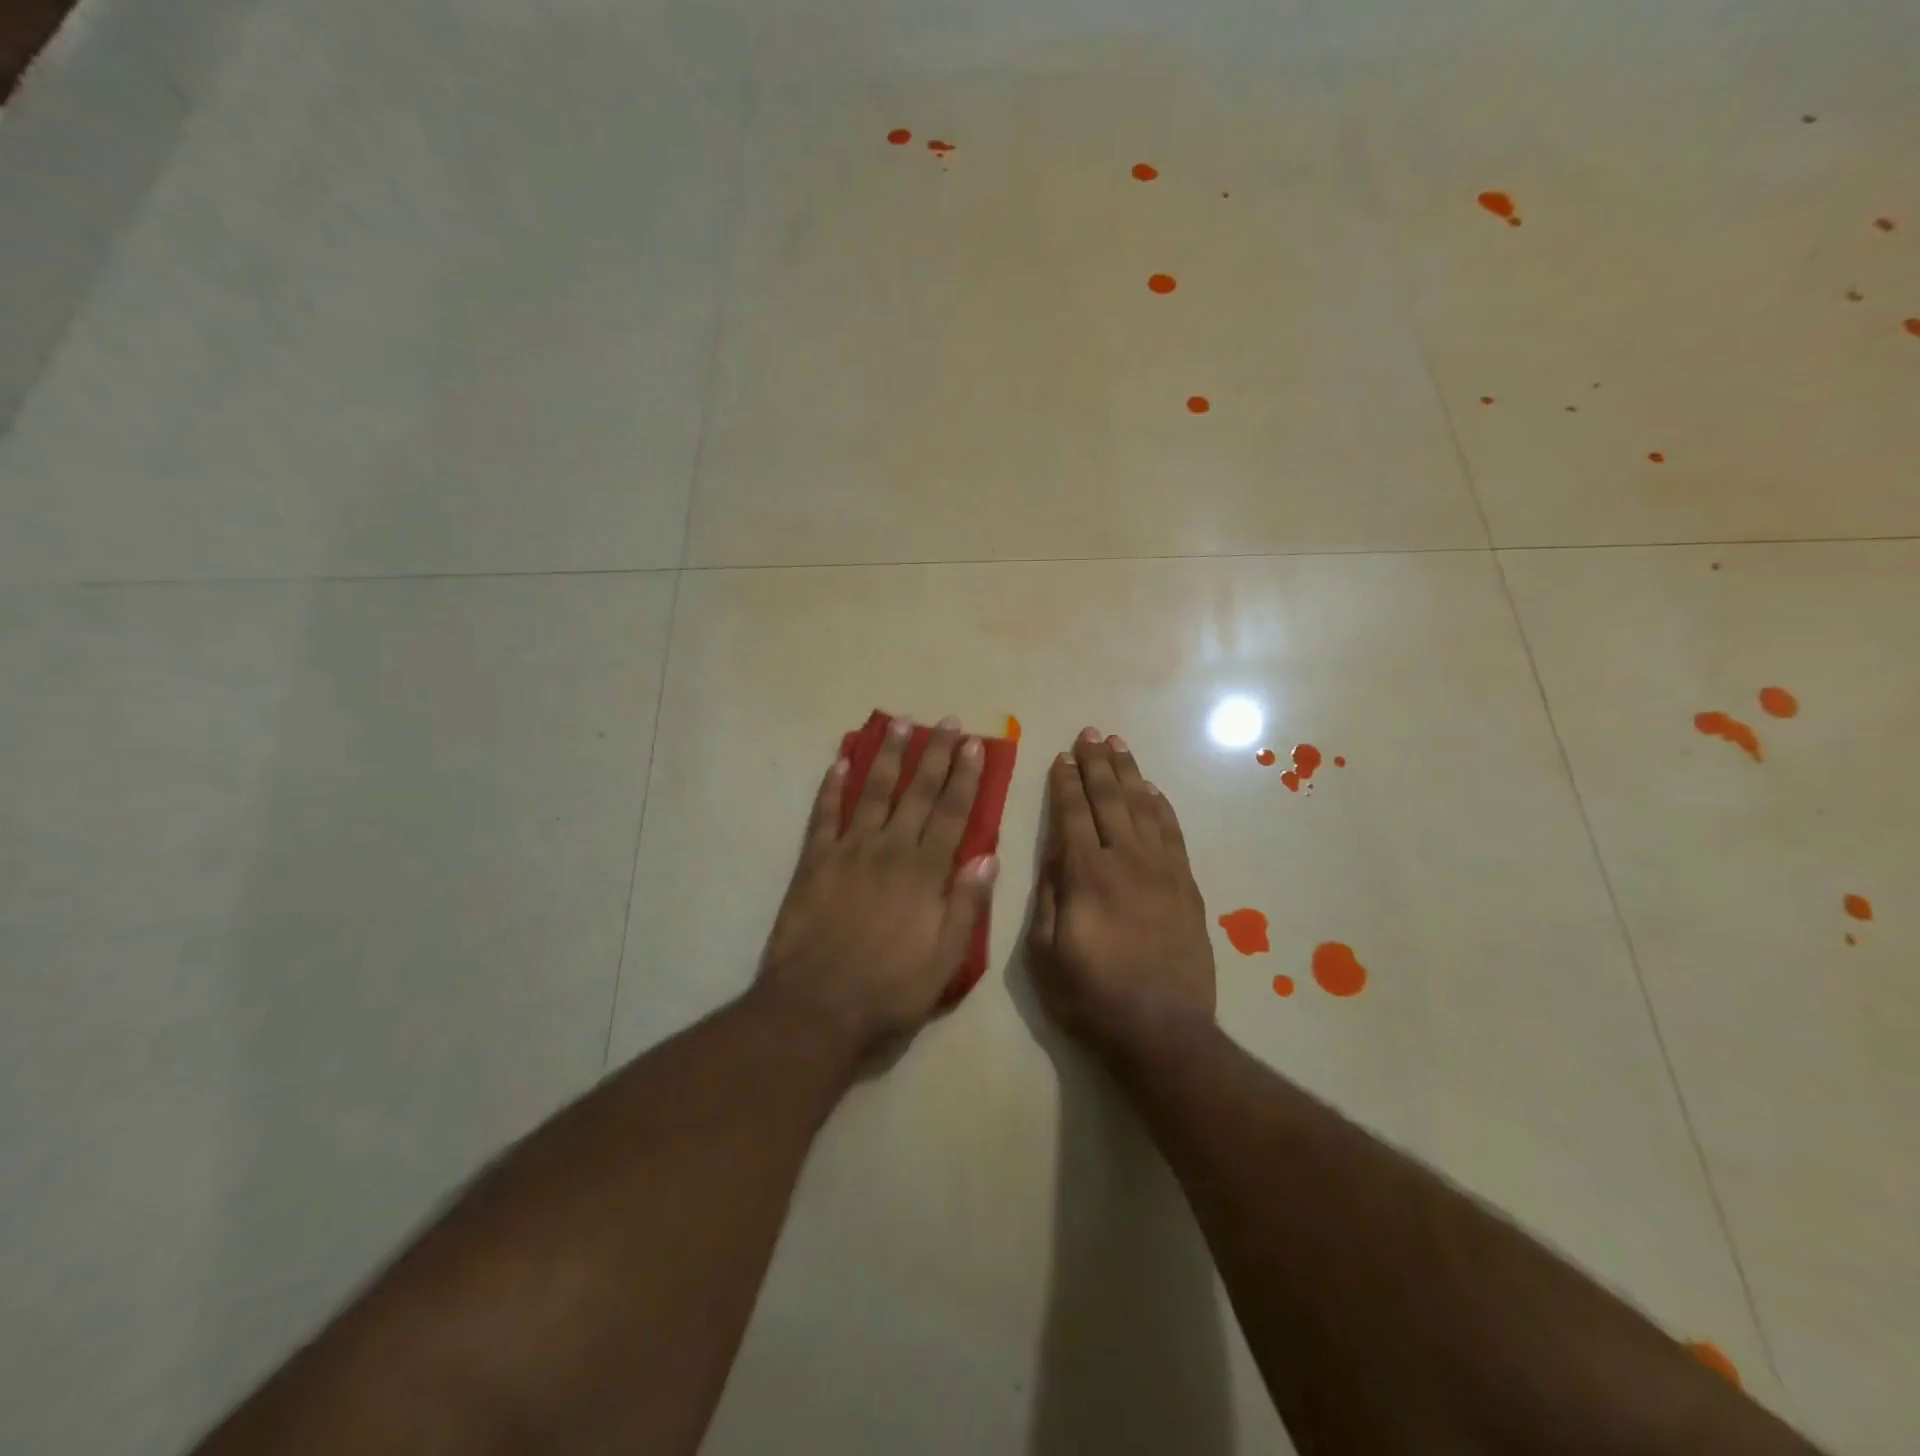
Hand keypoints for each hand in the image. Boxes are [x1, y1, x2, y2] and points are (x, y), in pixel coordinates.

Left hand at [758, 715, 997, 1061]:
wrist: (816, 1006)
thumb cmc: (889, 989)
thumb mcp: (945, 961)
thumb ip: (966, 906)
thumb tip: (988, 857)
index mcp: (925, 873)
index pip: (951, 813)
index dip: (965, 777)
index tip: (975, 746)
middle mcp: (890, 850)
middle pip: (917, 792)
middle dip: (935, 754)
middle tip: (948, 721)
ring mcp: (849, 851)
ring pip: (873, 791)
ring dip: (888, 755)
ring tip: (900, 722)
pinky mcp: (814, 861)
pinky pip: (824, 814)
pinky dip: (831, 786)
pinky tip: (840, 761)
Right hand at [1028, 729, 1215, 1065]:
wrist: (1163, 1031)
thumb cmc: (1091, 997)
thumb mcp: (1044, 954)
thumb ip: (1048, 896)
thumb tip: (1054, 853)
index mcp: (1086, 875)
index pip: (1073, 814)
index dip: (1066, 783)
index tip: (1062, 756)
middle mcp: (1125, 861)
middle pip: (1110, 800)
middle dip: (1097, 763)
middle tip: (1090, 733)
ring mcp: (1162, 871)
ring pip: (1143, 808)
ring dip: (1129, 773)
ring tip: (1118, 745)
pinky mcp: (1186, 886)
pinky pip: (1172, 833)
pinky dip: (1161, 806)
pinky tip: (1151, 790)